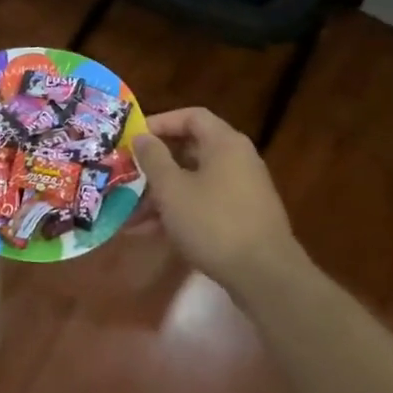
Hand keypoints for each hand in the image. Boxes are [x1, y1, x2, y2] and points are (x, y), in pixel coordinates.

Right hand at [130, 107, 302, 289]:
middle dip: (155, 165)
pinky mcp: (242, 218)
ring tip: (130, 213)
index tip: (134, 139)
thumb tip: (142, 137)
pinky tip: (150, 232)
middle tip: (127, 175)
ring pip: (194, 181)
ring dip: (161, 194)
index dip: (160, 123)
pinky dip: (179, 211)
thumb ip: (153, 158)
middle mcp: (237, 160)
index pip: (191, 116)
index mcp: (224, 143)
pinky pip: (204, 204)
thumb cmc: (213, 222)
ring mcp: (242, 190)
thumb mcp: (172, 189)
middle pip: (190, 150)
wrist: (265, 276)